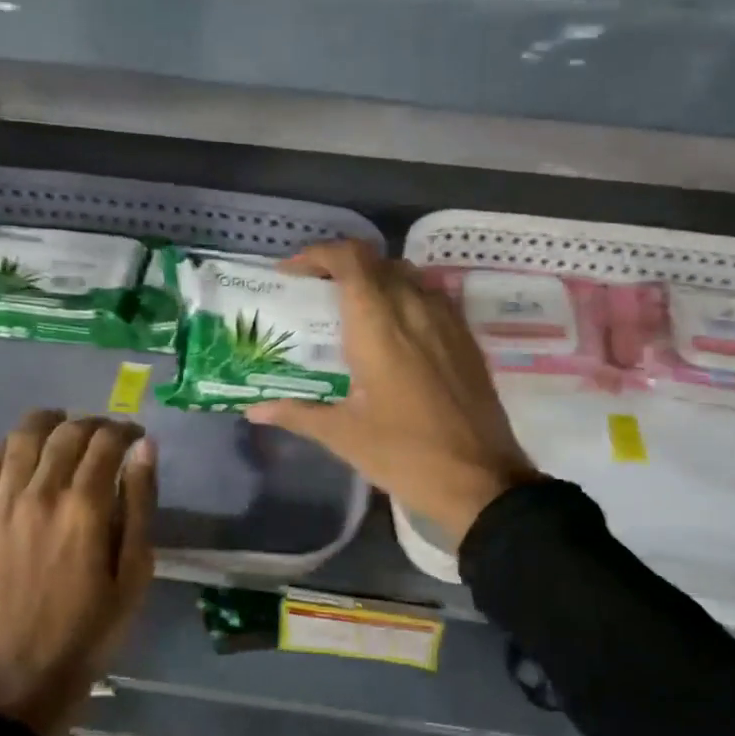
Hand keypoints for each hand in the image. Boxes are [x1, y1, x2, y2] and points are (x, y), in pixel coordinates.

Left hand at [0, 410, 157, 735]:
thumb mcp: (135, 572)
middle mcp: (39, 494)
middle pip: (66, 431)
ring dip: (49, 424)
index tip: (135, 436)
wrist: (19, 675)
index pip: (106, 441)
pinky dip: (7, 450)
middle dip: (92, 423)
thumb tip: (146, 448)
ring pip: (22, 437)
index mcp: (85, 508)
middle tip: (105, 436)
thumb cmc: (90, 628)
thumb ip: (141, 503)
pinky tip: (21, 458)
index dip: (125, 429)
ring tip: (63, 433)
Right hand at [247, 240, 534, 546]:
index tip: (293, 272)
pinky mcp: (467, 338)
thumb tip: (253, 410)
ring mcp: (447, 321)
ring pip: (408, 274)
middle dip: (342, 266)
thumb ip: (298, 413)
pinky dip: (406, 296)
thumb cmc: (405, 455)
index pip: (350, 260)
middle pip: (377, 261)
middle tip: (316, 291)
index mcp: (379, 326)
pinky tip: (395, 331)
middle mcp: (414, 309)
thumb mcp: (344, 436)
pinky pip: (432, 296)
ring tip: (354, 308)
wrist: (481, 481)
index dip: (318, 254)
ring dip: (376, 278)